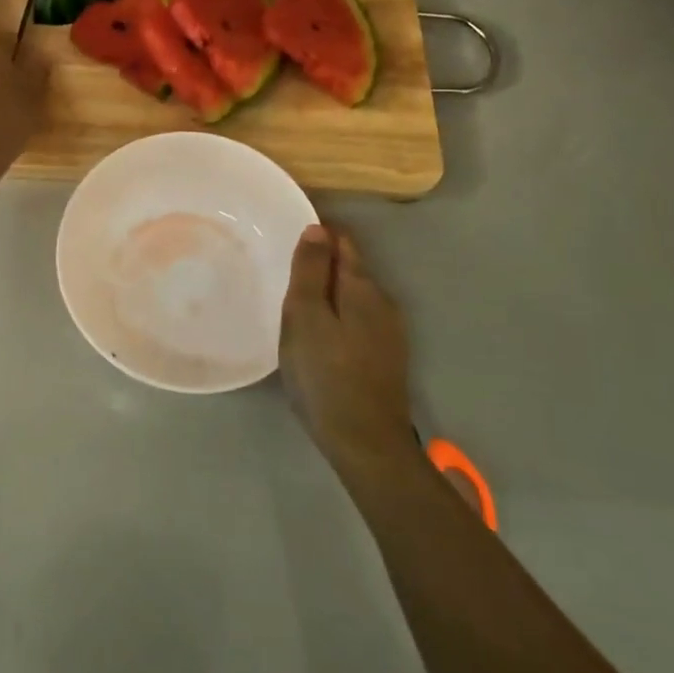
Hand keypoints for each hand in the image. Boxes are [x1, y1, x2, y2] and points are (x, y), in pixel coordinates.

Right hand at [279, 223, 416, 472]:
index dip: (317, 235)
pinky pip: (358, 321)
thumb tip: (317, 228)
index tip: (288, 238)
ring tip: (296, 303)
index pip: (342, 242)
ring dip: (329, 293)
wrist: (366, 444)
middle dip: (322, 265)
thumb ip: (310, 271)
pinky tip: (319, 335)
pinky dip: (338, 317)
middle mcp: (383, 303)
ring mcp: (389, 333)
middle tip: (284, 272)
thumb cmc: (326, 375)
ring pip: (354, 297)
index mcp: (362, 287)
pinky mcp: (386, 359)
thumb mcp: (305, 317)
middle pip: (350, 269)